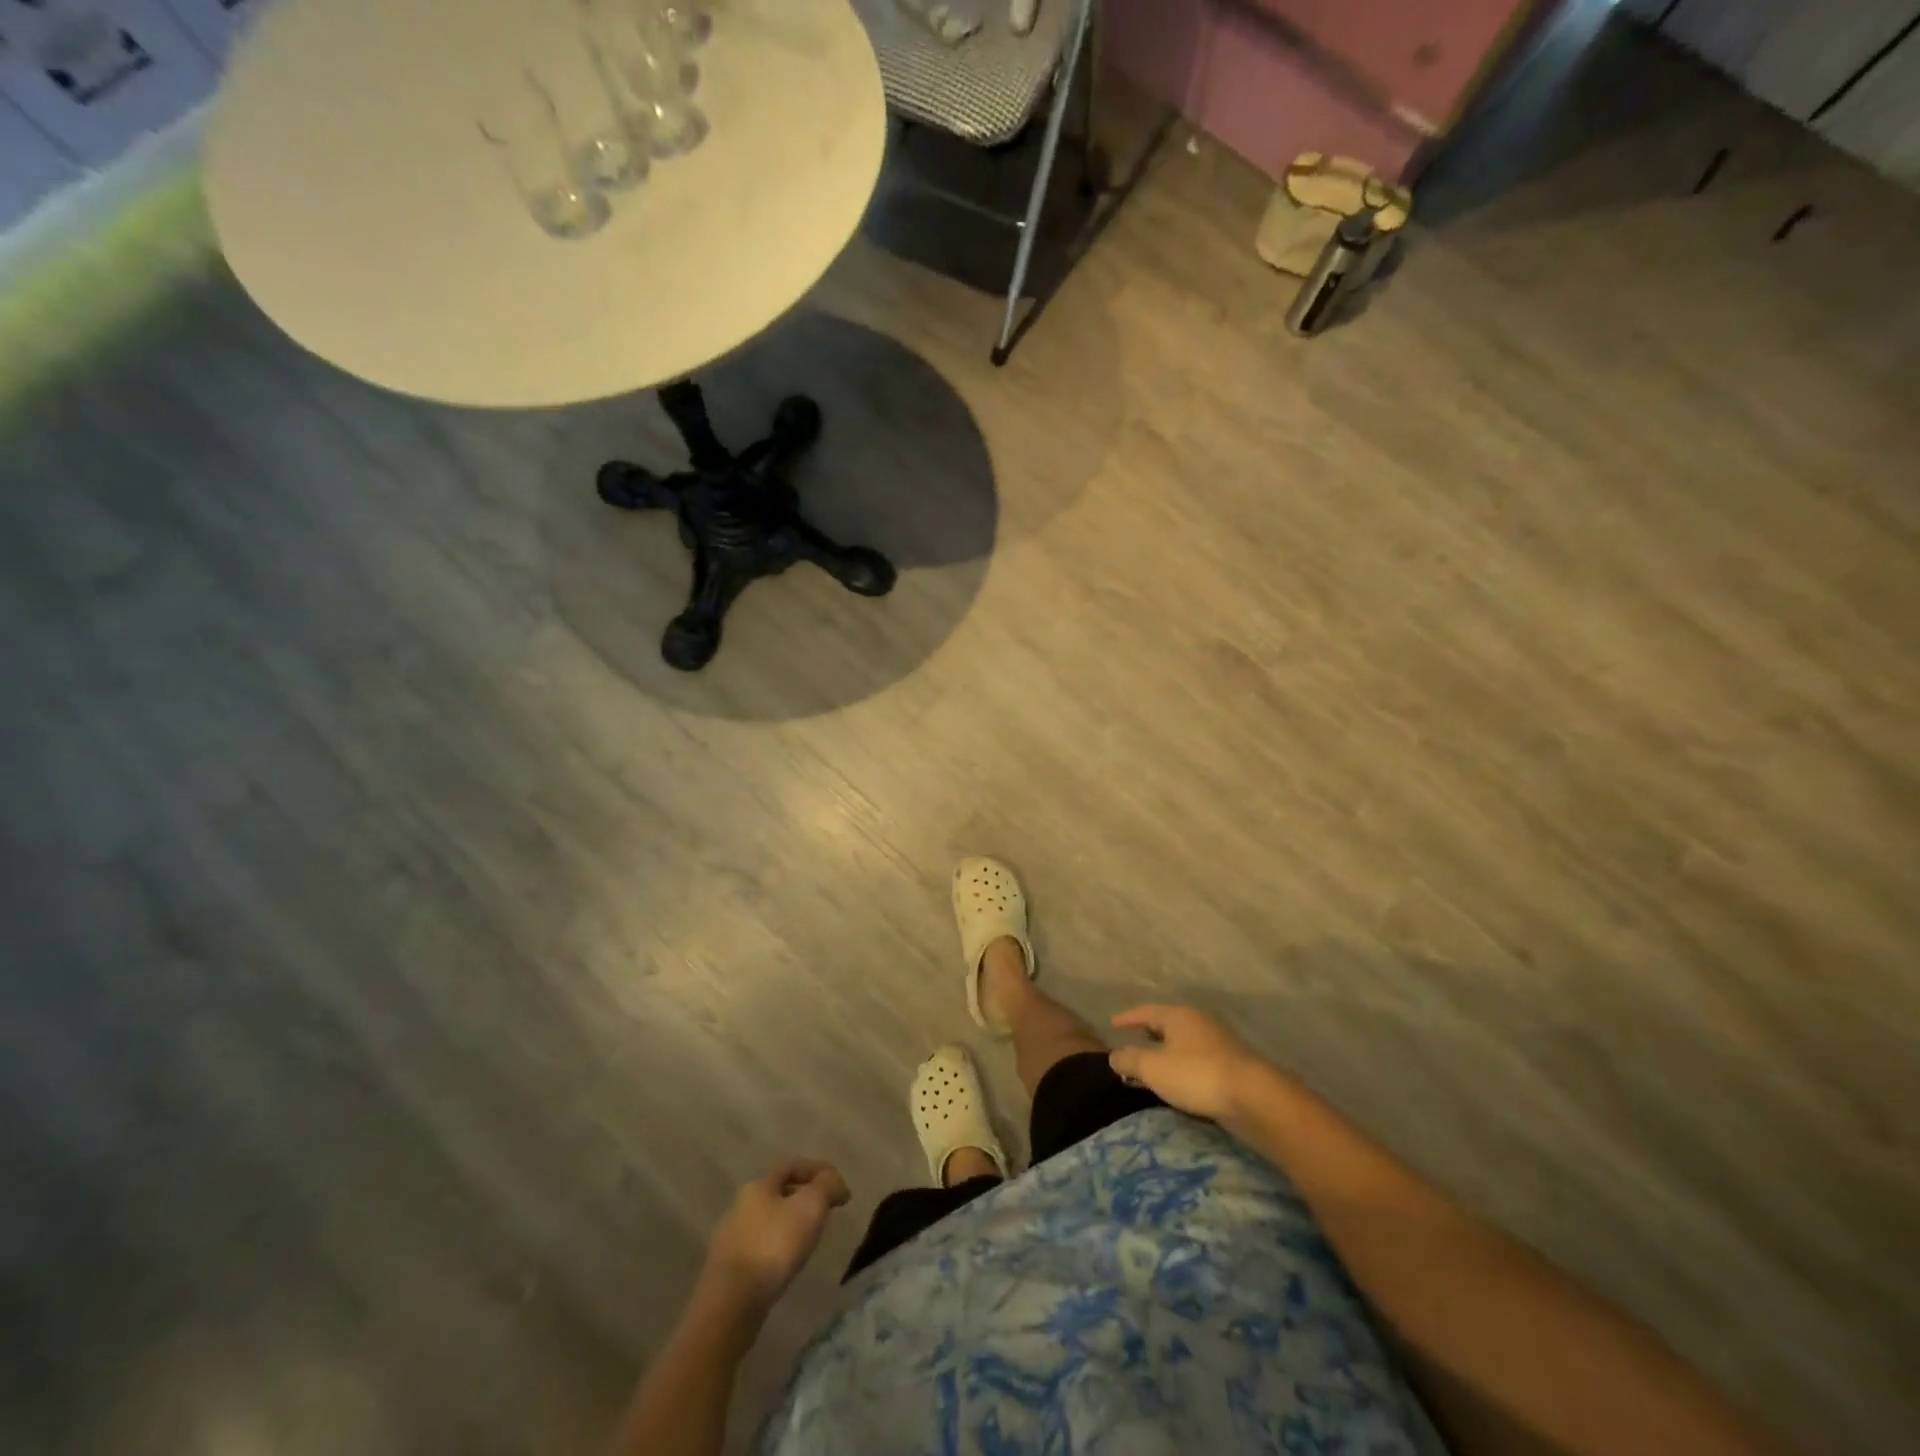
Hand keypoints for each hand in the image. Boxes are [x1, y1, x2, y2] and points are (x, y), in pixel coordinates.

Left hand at [701, 1159, 850, 1314]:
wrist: (731, 1303)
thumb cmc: (773, 1245)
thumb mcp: (810, 1207)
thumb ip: (826, 1187)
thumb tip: (835, 1182)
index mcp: (758, 1186)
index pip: (792, 1166)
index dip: (818, 1170)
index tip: (840, 1187)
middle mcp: (740, 1206)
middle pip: (778, 1193)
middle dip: (803, 1198)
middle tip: (826, 1212)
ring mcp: (730, 1239)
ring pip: (768, 1221)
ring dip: (790, 1224)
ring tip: (810, 1239)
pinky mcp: (727, 1270)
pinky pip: (760, 1248)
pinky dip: (777, 1248)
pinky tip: (787, 1263)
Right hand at [1109, 1005, 1265, 1122]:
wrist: (1254, 1098)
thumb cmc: (1196, 1075)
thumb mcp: (1153, 1068)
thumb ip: (1129, 1059)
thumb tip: (1113, 1056)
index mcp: (1178, 1016)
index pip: (1146, 1011)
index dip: (1128, 1018)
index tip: (1113, 1024)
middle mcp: (1198, 1023)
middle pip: (1167, 1025)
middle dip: (1147, 1035)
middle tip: (1131, 1043)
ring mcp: (1218, 1044)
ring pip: (1183, 1045)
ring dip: (1165, 1054)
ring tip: (1152, 1068)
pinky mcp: (1232, 1067)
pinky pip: (1196, 1062)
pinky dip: (1181, 1068)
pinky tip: (1178, 1084)